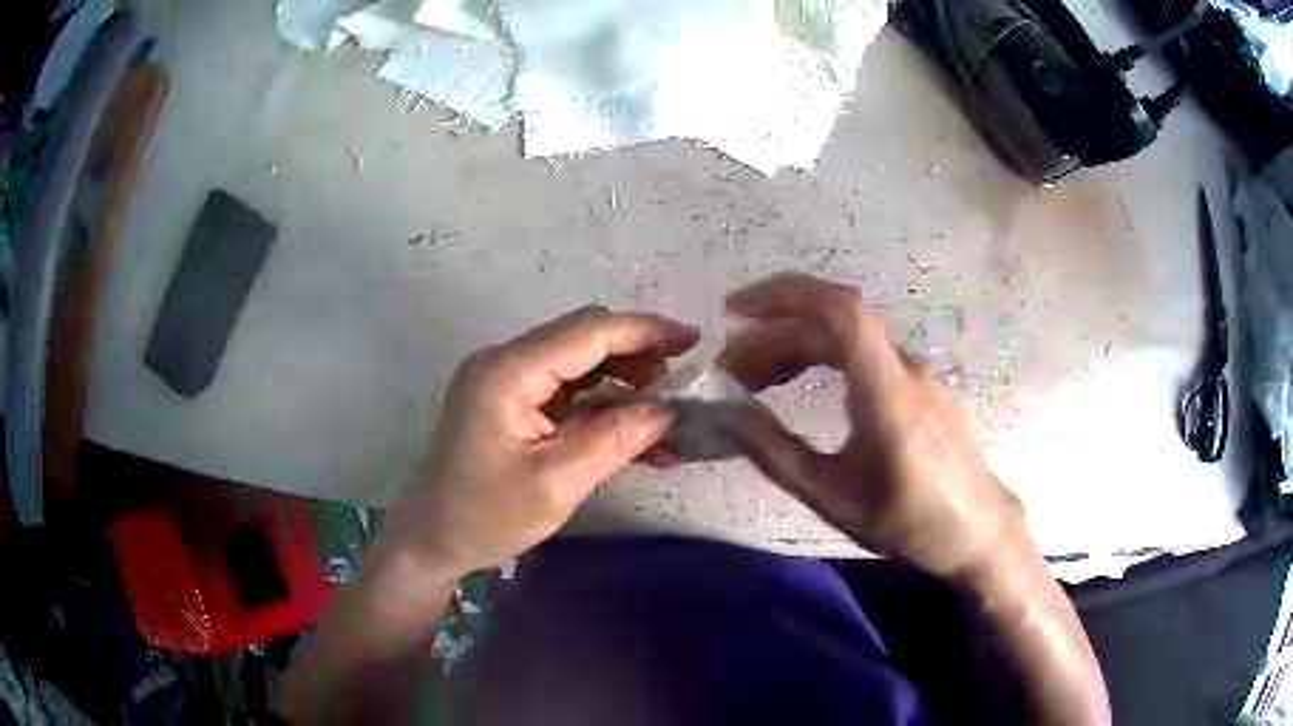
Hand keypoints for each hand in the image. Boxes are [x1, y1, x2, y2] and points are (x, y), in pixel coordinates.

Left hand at [383, 306, 699, 583]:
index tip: (693, 340)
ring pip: (579, 362)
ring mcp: (507, 381)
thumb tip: (669, 411)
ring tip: (664, 410)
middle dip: (637, 353)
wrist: (431, 538)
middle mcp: (505, 362)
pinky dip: (603, 405)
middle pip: (583, 338)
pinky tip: (637, 429)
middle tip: (682, 380)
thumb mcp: (556, 484)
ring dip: (624, 380)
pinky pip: (567, 391)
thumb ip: (615, 440)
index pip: (588, 332)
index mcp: (507, 372)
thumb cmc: (484, 517)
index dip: (644, 331)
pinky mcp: (512, 402)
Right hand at [718, 273, 1027, 582]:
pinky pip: (861, 354)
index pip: (841, 312)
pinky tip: (798, 382)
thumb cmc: (908, 522)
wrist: (976, 528)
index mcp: (888, 394)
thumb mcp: (834, 498)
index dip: (785, 295)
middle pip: (831, 325)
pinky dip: (819, 358)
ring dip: (792, 347)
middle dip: (771, 336)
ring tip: (752, 379)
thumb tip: (726, 416)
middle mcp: (904, 368)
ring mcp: (914, 372)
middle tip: (728, 371)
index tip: (733, 311)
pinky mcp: (916, 383)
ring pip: (844, 338)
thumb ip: (776, 454)